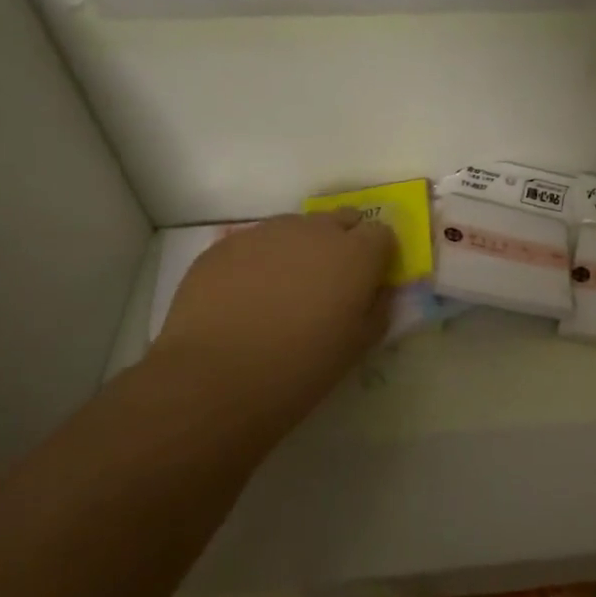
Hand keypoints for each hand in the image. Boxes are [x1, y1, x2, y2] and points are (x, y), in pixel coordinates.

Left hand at [151, 211, 395, 429]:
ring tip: (285, 290)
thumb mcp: (358, 345)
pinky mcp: (225, 245)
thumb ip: (377, 307)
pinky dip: (261, 260)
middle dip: (343, 241)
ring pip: (297, 228)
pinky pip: (256, 243)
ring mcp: (267, 233)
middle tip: (331, 282)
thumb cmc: (300, 366)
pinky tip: (248, 296)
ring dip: (301, 249)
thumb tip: (376, 289)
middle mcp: (315, 231)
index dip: (378, 255)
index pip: (381, 233)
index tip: (369, 280)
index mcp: (355, 254)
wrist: (214, 378)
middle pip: (341, 219)